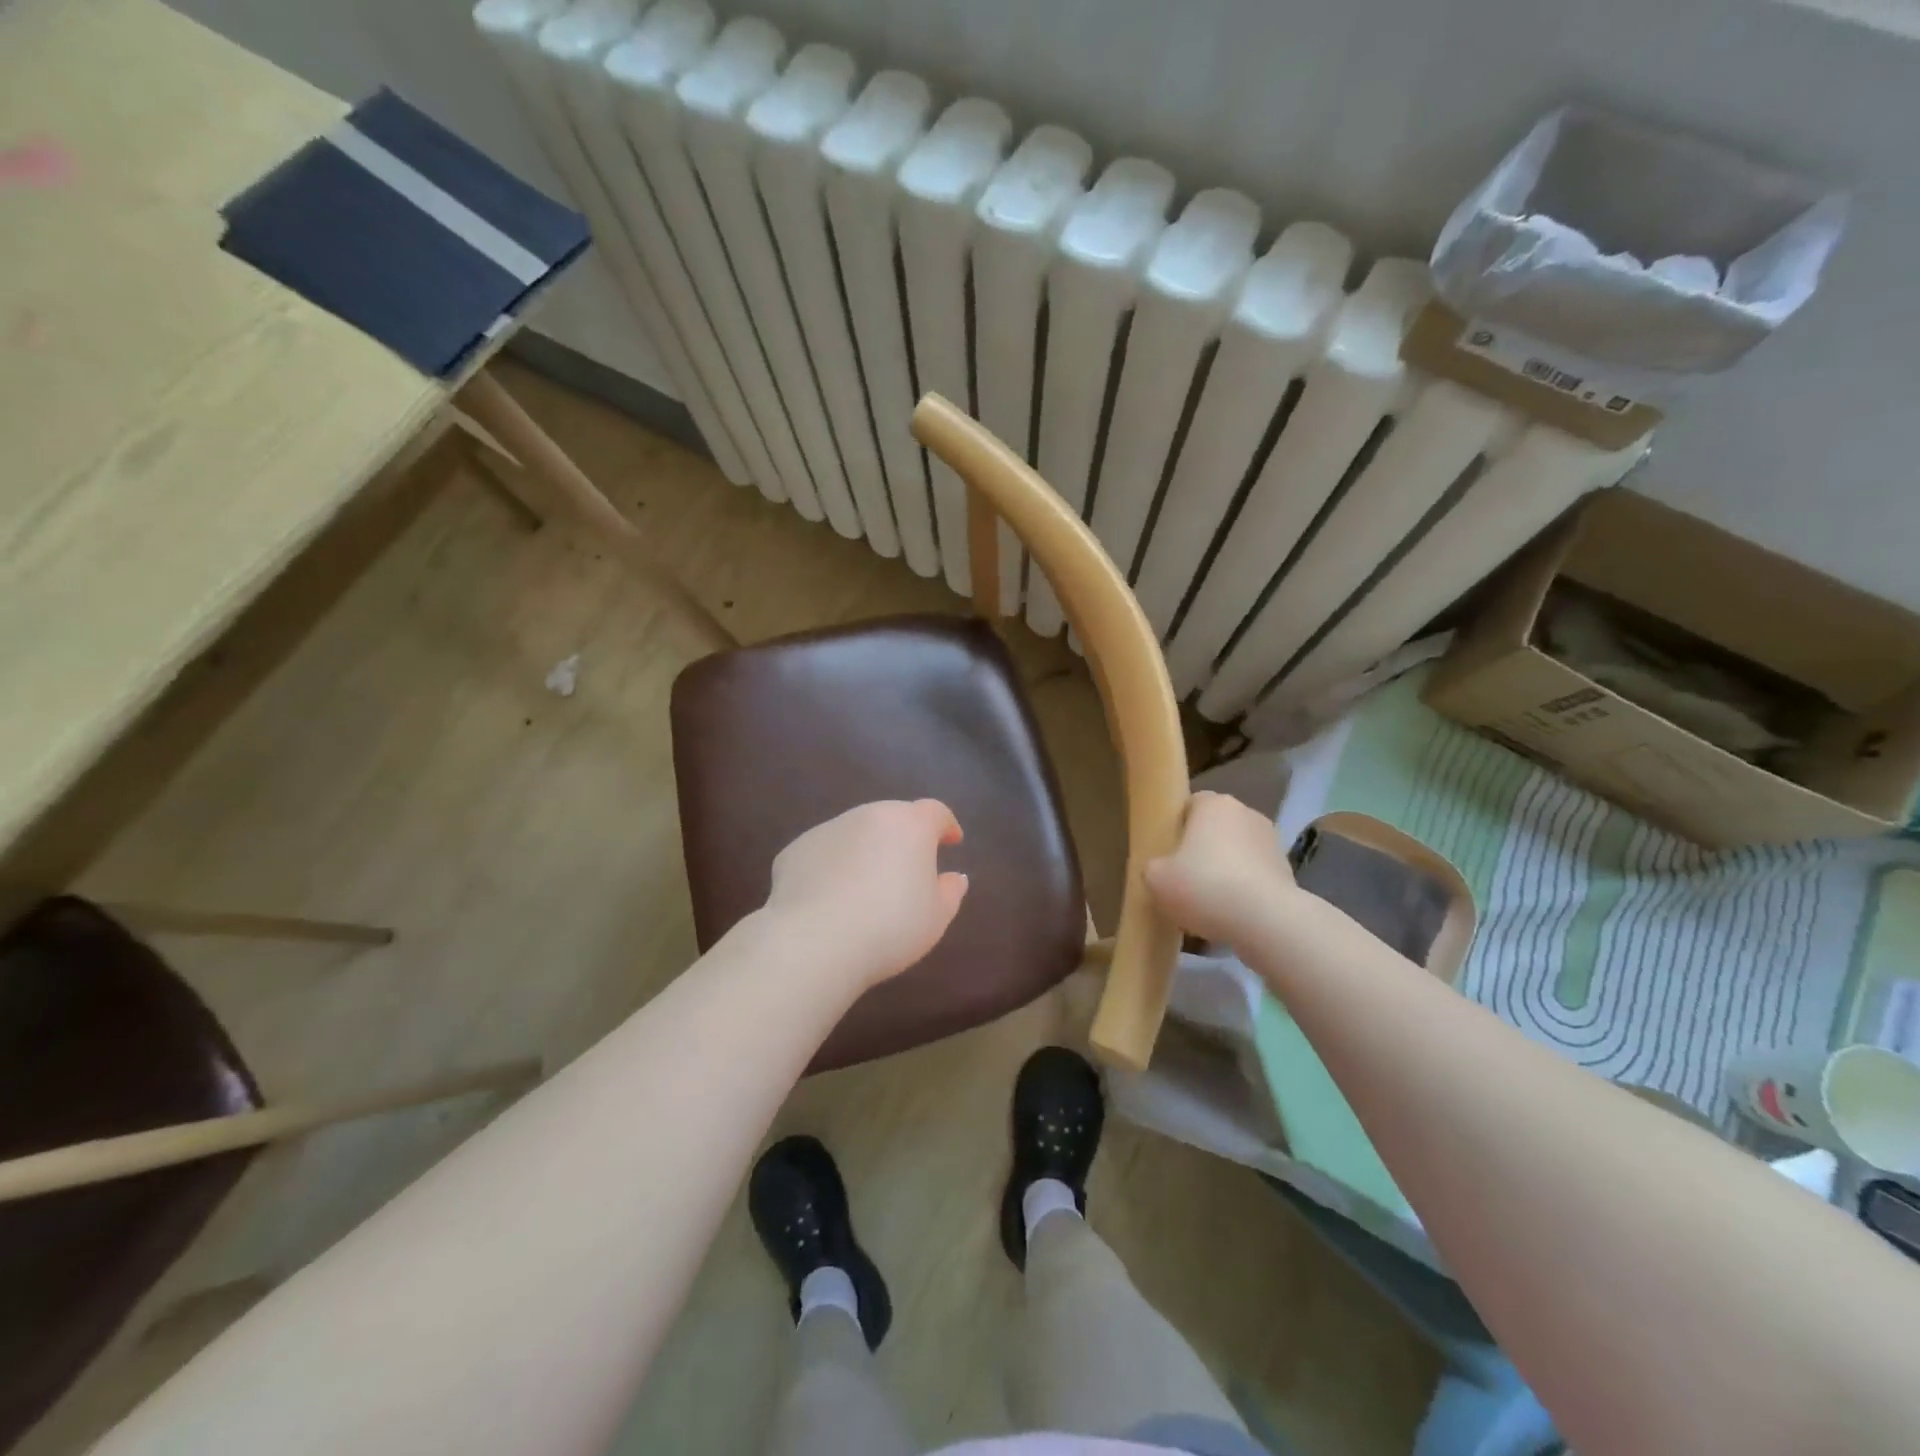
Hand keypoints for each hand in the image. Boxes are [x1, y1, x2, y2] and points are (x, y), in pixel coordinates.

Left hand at [764, 800, 969, 989]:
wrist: (814, 942)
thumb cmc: (889, 927)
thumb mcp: (935, 917)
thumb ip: (950, 892)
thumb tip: (954, 877)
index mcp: (909, 825)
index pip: (935, 812)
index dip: (945, 825)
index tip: (951, 842)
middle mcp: (868, 816)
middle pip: (892, 817)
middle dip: (903, 837)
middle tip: (907, 870)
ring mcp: (828, 829)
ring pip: (855, 832)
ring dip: (865, 850)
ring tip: (865, 888)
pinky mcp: (795, 849)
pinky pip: (823, 853)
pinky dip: (831, 867)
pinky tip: (829, 899)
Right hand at [1145, 791, 1297, 943]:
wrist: (1266, 920)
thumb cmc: (1204, 886)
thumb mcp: (1156, 878)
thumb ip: (1154, 867)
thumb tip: (1161, 869)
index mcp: (1213, 804)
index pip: (1190, 804)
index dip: (1177, 827)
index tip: (1167, 853)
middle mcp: (1246, 813)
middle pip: (1216, 828)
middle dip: (1202, 849)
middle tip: (1184, 878)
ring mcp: (1272, 842)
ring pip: (1237, 852)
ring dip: (1225, 870)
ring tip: (1209, 903)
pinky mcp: (1288, 872)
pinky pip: (1255, 877)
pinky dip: (1244, 890)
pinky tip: (1231, 915)